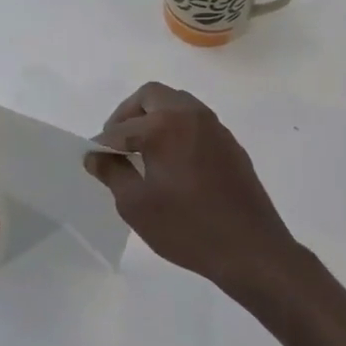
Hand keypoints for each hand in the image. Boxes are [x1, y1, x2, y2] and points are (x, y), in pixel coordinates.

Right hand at [84, 82, 303, 303]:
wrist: (251, 249)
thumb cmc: (187, 228)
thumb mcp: (137, 205)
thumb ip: (112, 173)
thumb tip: (96, 155)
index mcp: (165, 125)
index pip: (121, 127)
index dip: (102, 143)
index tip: (94, 159)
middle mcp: (191, 115)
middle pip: (151, 96)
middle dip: (128, 115)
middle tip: (116, 143)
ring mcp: (215, 127)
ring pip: (177, 103)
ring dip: (154, 117)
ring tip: (142, 151)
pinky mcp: (230, 144)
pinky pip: (196, 122)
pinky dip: (177, 129)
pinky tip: (171, 162)